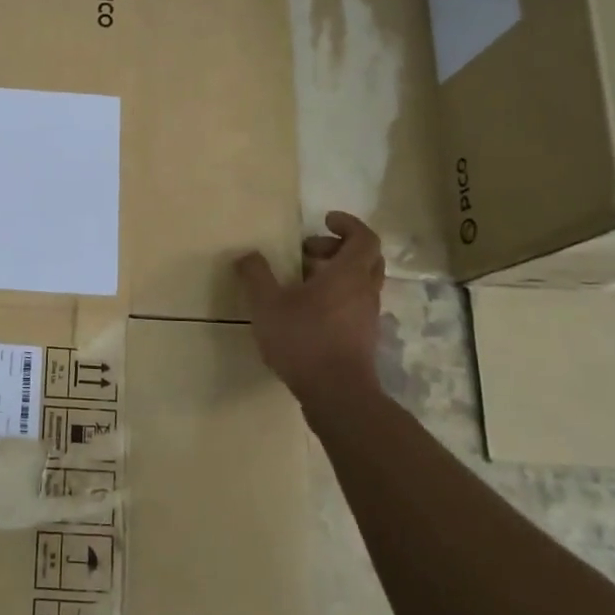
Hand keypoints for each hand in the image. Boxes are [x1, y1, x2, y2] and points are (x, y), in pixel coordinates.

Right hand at [235, 210, 386, 403]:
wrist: (336, 394)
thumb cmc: (303, 339)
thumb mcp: (267, 304)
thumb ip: (256, 275)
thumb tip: (247, 255)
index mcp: (348, 274)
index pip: (364, 237)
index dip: (348, 224)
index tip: (325, 220)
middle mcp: (365, 291)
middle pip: (366, 258)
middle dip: (338, 248)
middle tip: (308, 251)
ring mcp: (367, 316)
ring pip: (360, 283)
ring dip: (335, 274)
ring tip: (301, 283)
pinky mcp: (363, 338)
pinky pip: (354, 305)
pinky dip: (336, 297)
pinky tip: (307, 312)